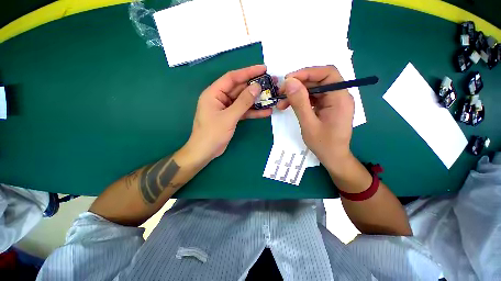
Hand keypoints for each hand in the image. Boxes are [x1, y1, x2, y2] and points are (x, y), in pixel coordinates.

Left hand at [185, 65, 271, 163]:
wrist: (205, 152)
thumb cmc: (212, 133)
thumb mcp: (229, 117)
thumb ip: (243, 102)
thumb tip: (256, 87)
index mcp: (214, 93)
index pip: (232, 78)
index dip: (248, 72)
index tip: (263, 69)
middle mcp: (220, 98)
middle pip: (239, 89)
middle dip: (254, 87)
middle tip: (271, 83)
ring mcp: (226, 108)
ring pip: (243, 101)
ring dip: (256, 100)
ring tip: (271, 97)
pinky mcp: (231, 117)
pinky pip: (243, 111)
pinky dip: (253, 111)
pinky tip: (266, 112)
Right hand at [277, 66, 354, 172]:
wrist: (333, 157)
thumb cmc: (323, 144)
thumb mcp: (308, 123)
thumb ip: (299, 102)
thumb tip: (289, 82)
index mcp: (340, 98)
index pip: (327, 73)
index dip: (307, 72)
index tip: (288, 79)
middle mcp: (339, 96)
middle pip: (319, 81)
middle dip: (298, 85)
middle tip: (281, 92)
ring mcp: (333, 102)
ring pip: (314, 89)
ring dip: (297, 94)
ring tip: (282, 103)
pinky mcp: (328, 107)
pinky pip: (313, 98)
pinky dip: (301, 100)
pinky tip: (290, 106)